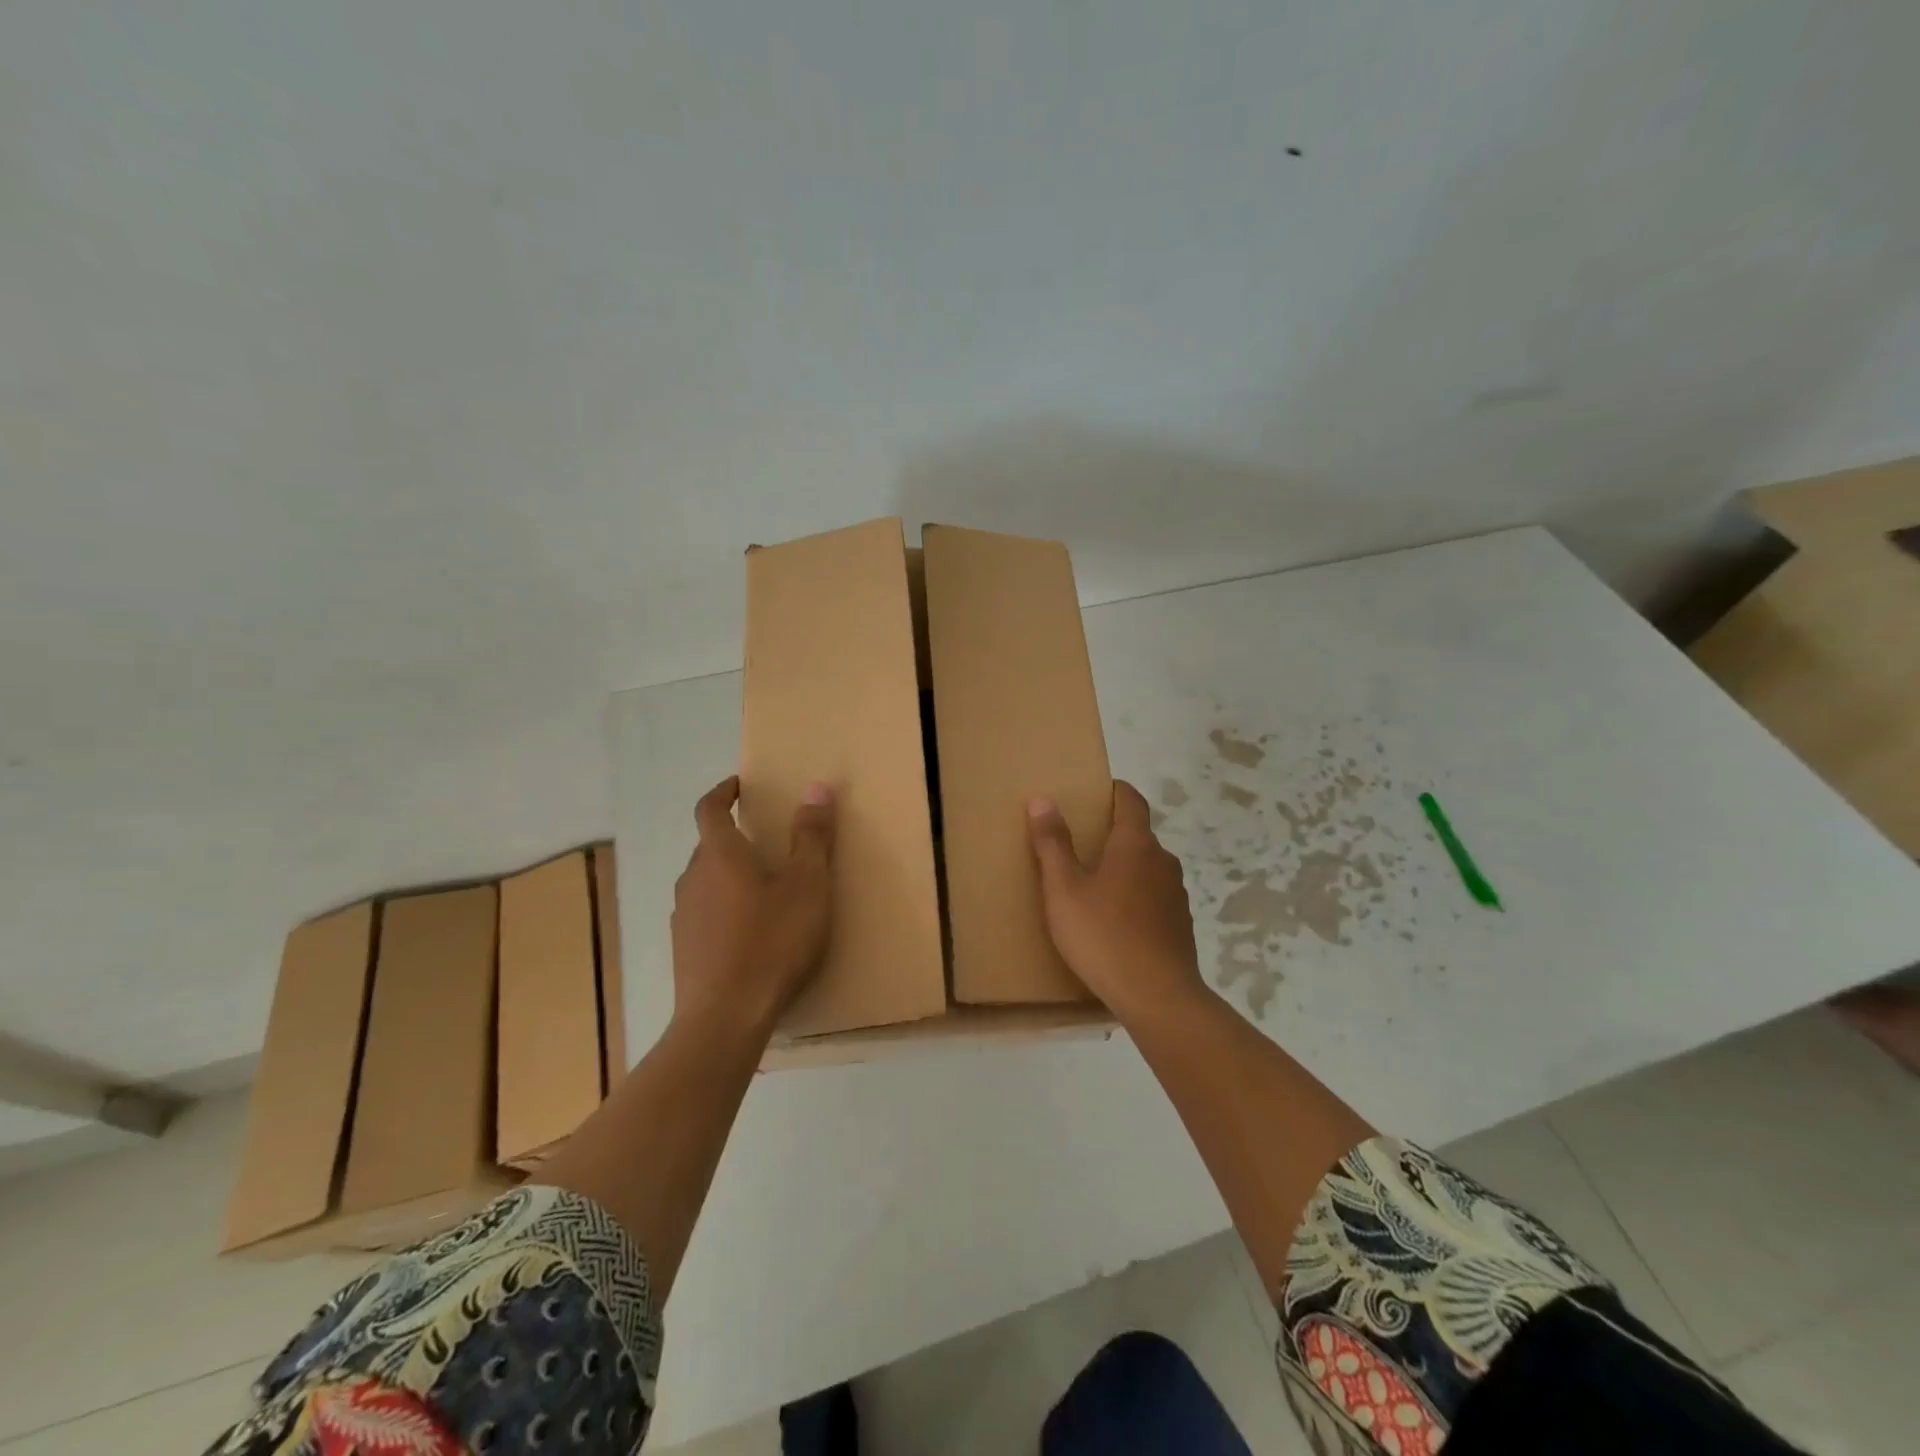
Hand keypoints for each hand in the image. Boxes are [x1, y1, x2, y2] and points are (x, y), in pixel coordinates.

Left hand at [671, 776, 835, 1037]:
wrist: (725, 1018)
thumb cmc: (771, 941)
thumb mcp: (807, 885)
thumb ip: (812, 836)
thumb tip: (815, 788)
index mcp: (719, 855)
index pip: (709, 808)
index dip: (723, 792)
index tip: (740, 786)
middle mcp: (693, 878)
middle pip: (709, 846)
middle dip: (736, 838)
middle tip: (769, 844)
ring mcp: (684, 916)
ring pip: (706, 882)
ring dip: (730, 876)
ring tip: (764, 892)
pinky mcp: (684, 949)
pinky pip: (704, 914)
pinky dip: (724, 909)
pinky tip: (749, 934)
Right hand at [1028, 780, 1207, 1025]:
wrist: (1157, 996)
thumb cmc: (1103, 935)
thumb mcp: (1064, 889)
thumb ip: (1053, 844)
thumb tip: (1043, 800)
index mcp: (1135, 844)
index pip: (1131, 800)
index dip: (1116, 790)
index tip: (1097, 791)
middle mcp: (1162, 861)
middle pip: (1139, 834)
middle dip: (1113, 832)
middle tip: (1081, 842)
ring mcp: (1175, 894)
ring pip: (1147, 868)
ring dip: (1125, 867)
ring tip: (1095, 883)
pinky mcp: (1180, 925)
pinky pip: (1154, 897)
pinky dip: (1136, 897)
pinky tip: (1116, 920)